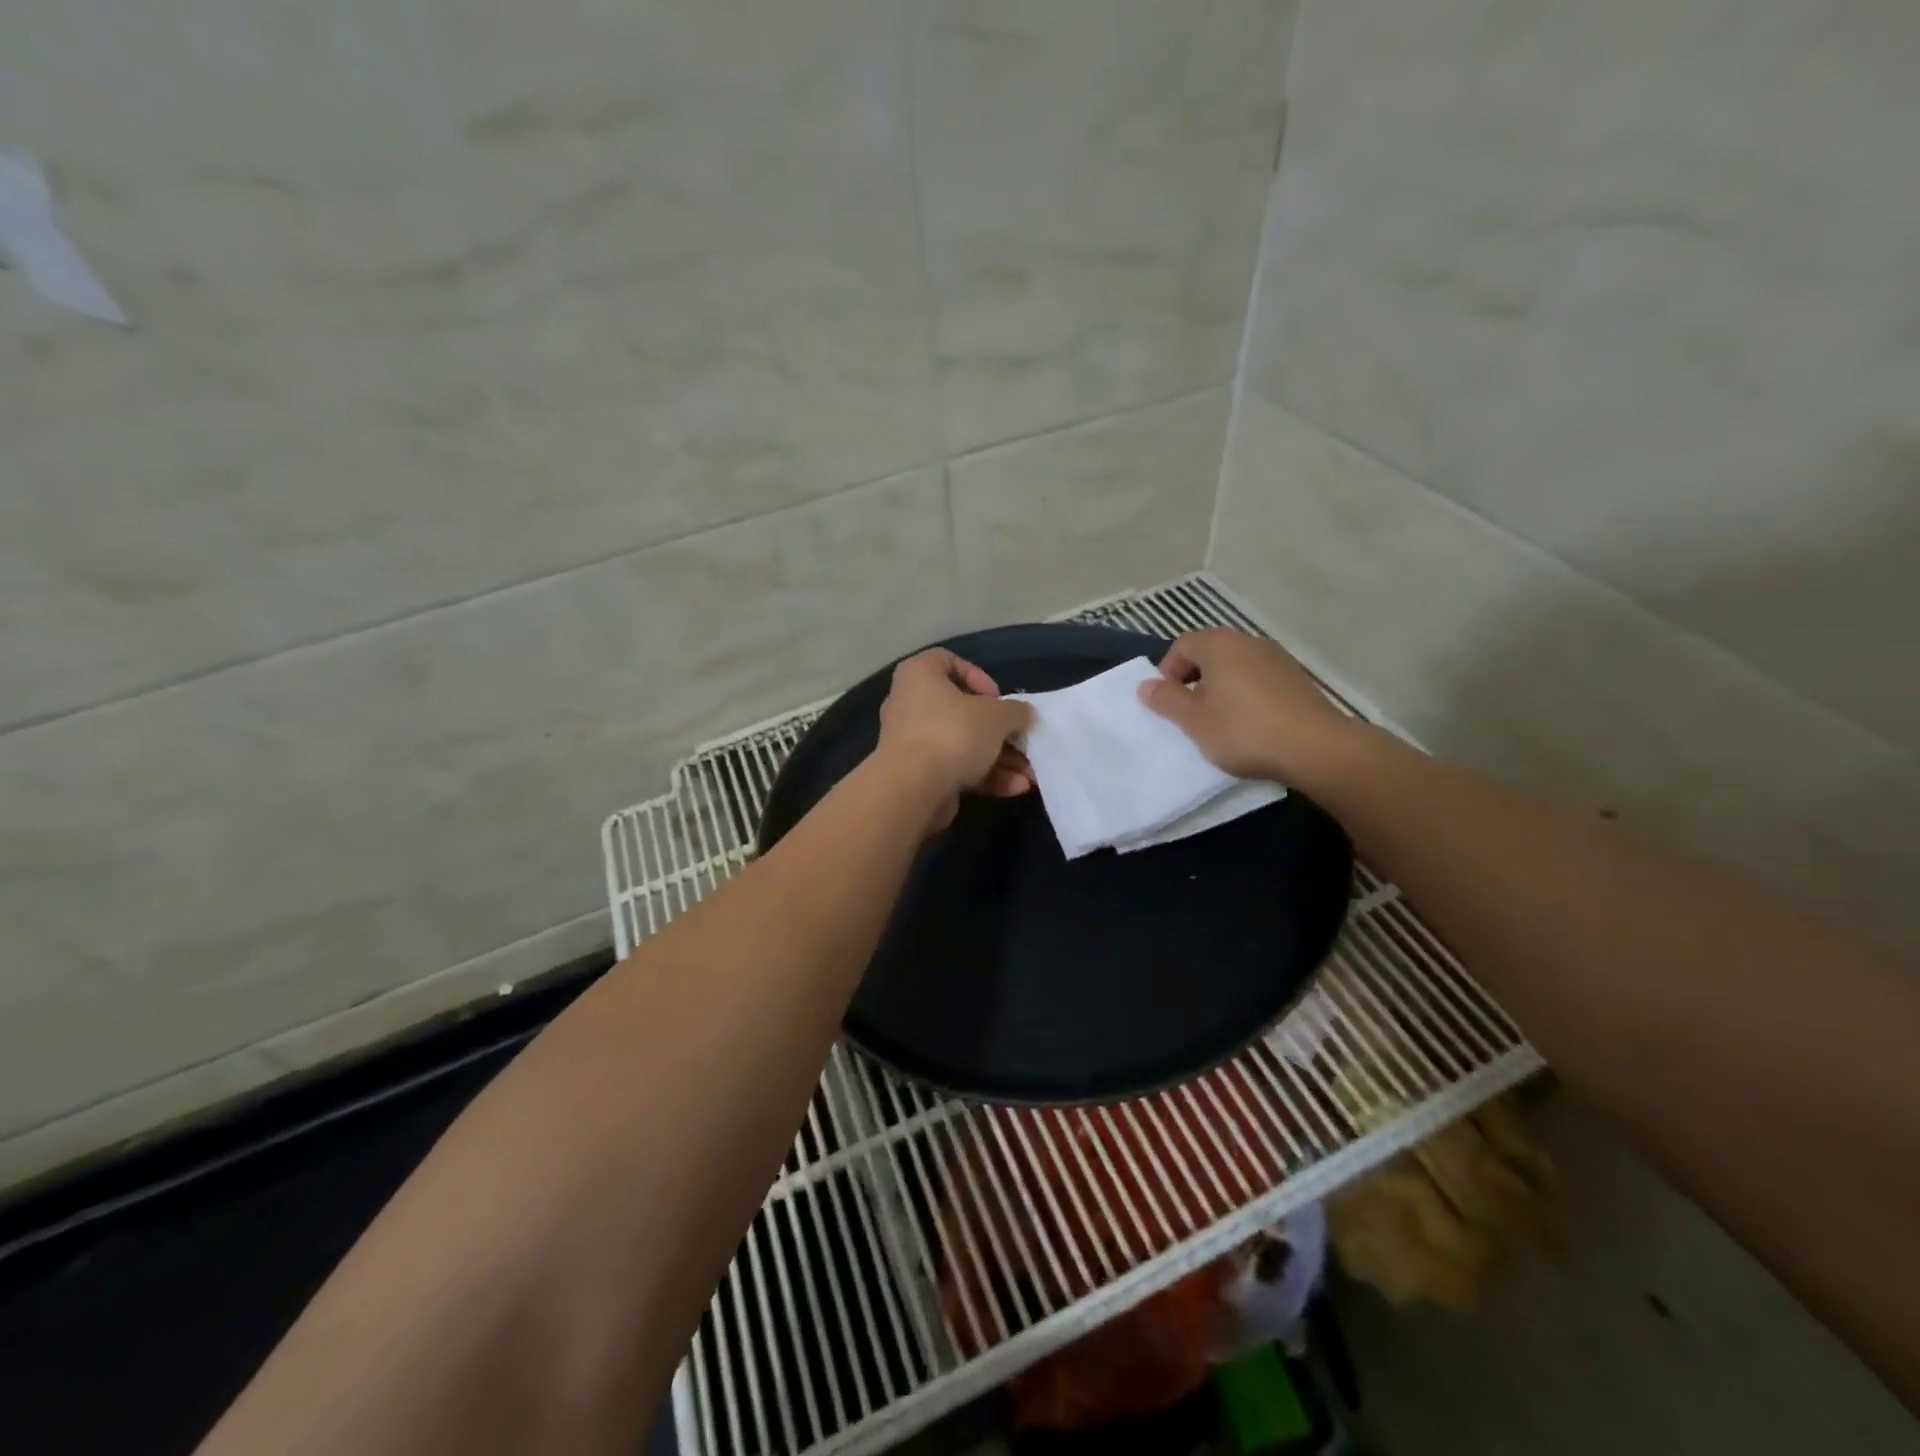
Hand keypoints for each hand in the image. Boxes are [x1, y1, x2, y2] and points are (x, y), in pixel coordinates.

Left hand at [875, 649, 1034, 832]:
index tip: (997, 697)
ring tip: (1030, 773)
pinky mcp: (919, 775)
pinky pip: (956, 768)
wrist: (913, 789)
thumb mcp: (997, 715)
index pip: (945, 660)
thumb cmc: (953, 733)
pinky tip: (1016, 787)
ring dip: (999, 758)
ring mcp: (913, 742)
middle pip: (961, 710)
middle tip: (1022, 739)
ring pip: (963, 744)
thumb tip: (1025, 714)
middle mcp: (910, 704)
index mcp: (919, 675)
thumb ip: (1016, 711)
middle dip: (999, 729)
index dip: (976, 675)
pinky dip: (985, 776)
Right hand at [1136, 628, 1355, 785]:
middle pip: (1211, 654)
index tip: (1167, 702)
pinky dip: (1246, 697)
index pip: (1182, 645)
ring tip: (1219, 722)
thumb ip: (1166, 700)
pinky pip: (1259, 681)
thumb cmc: (1243, 730)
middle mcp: (1249, 642)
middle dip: (1194, 680)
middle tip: (1189, 713)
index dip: (1168, 671)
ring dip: (1221, 689)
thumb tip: (1146, 686)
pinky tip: (1250, 726)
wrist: (1316, 748)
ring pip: (1236, 668)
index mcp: (1220, 645)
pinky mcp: (1298, 680)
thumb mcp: (1194, 720)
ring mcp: (1278, 659)